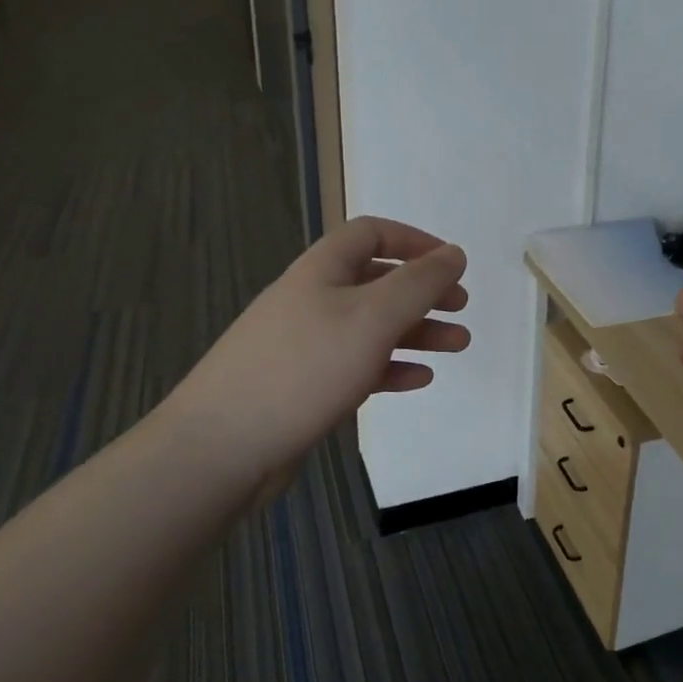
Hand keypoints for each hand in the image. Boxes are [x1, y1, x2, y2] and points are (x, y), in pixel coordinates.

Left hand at [157, 217, 469, 488]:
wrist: (221, 447)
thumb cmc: (303, 369)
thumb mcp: (372, 318)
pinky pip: (356, 365)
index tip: (452, 264)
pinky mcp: (303, 385)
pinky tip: (418, 379)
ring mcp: (305, 344)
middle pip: (376, 281)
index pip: (372, 234)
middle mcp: (312, 299)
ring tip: (457, 345)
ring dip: (416, 331)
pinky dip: (390, 366)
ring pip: (371, 326)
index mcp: (322, 270)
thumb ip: (418, 283)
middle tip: (461, 307)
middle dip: (423, 291)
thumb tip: (454, 253)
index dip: (415, 241)